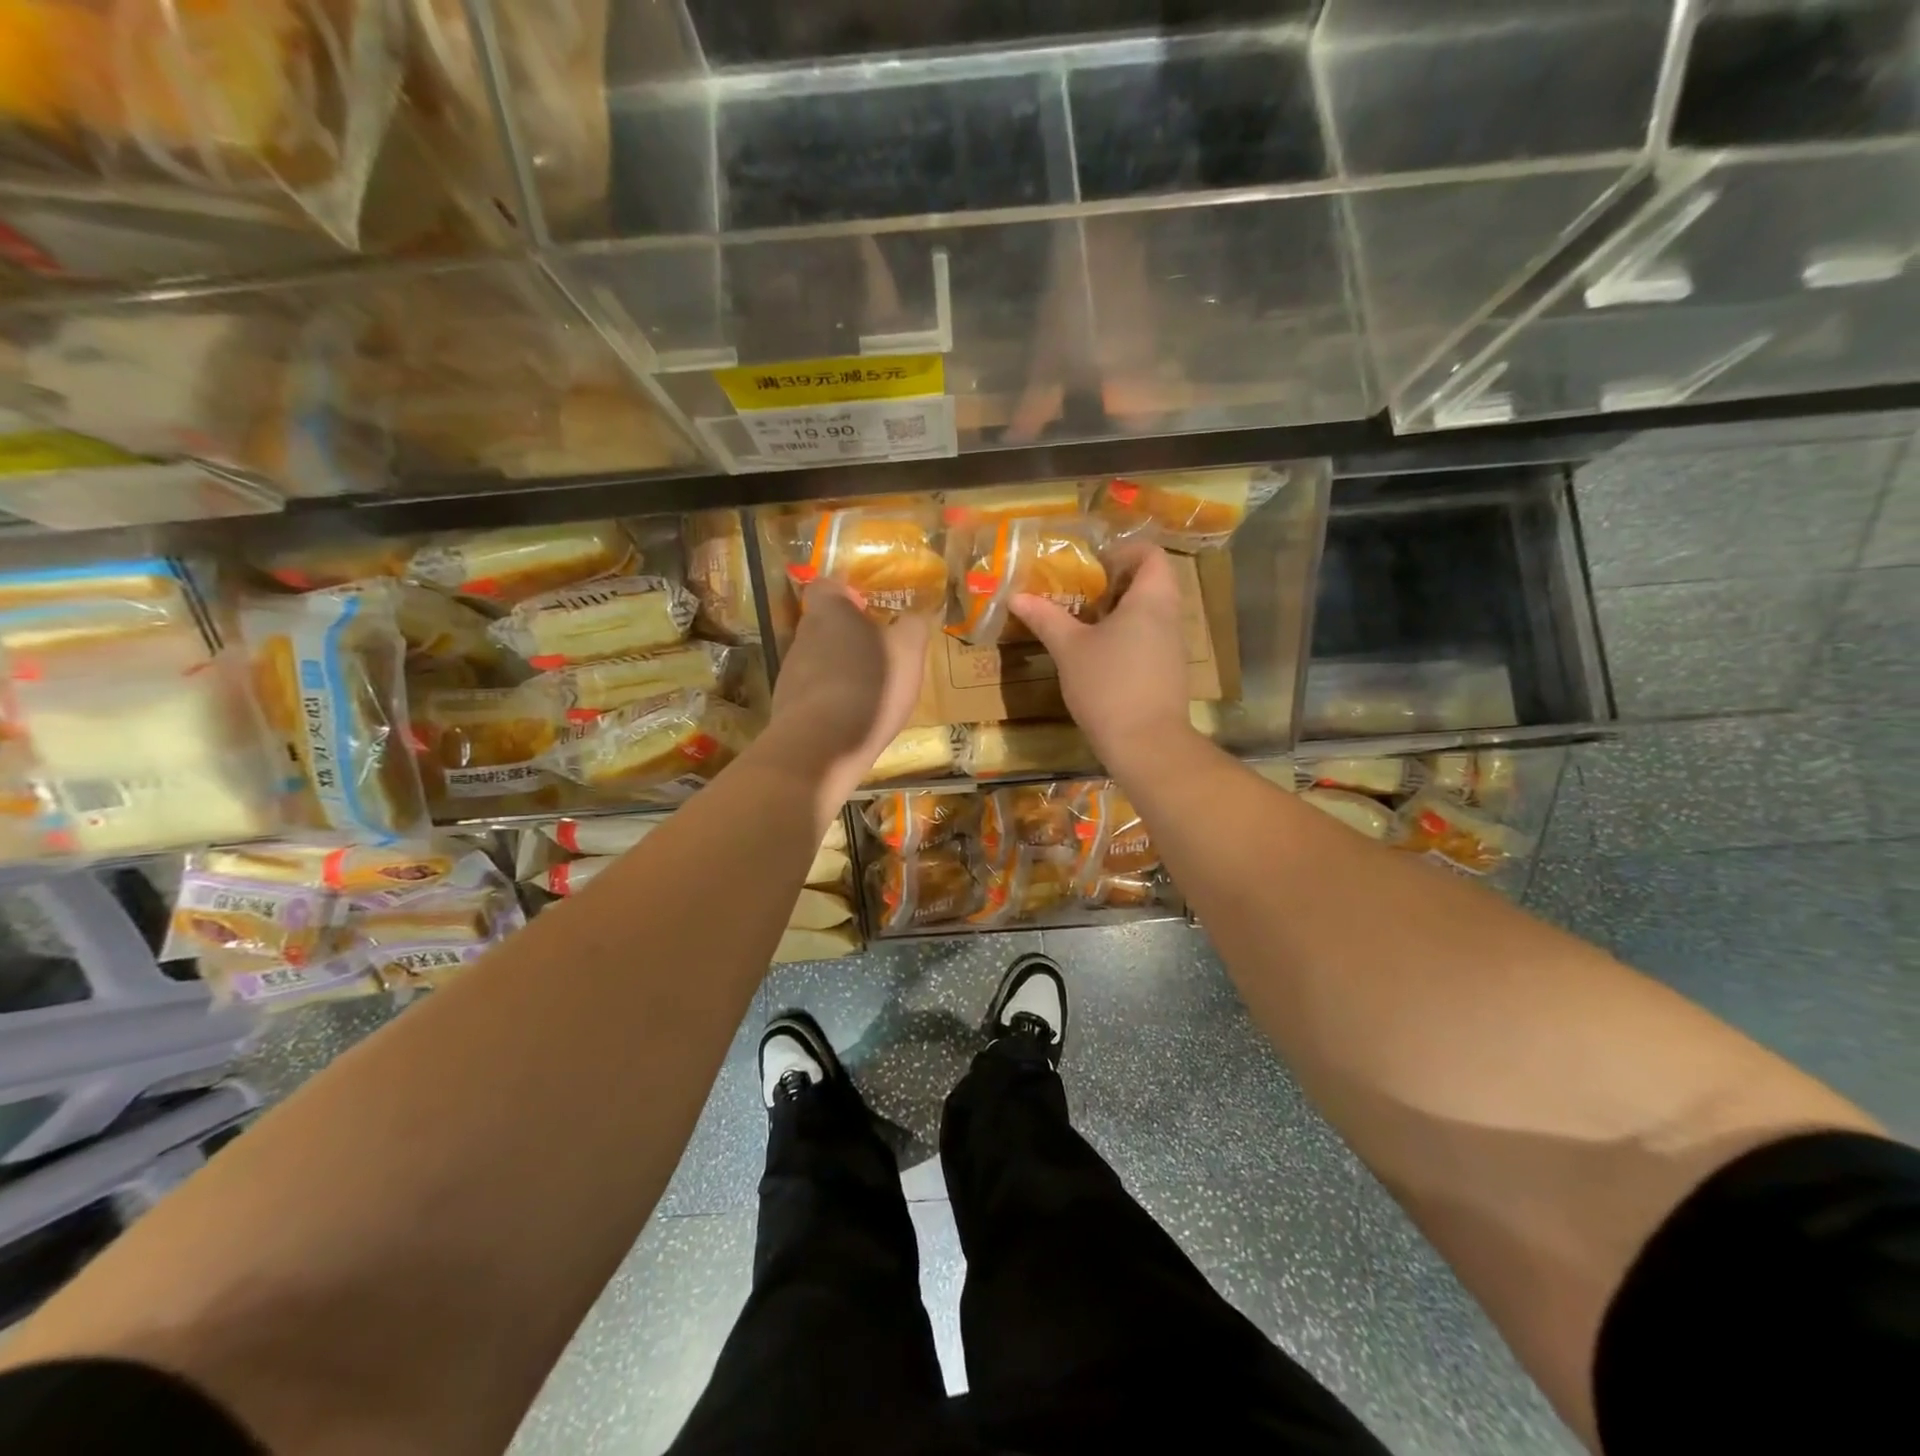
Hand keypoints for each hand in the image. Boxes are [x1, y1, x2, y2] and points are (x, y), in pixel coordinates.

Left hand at [768, 583, 929, 807]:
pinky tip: (853, 719)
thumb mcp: (908, 652)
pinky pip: (814, 694)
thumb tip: (914, 616)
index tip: (869, 609)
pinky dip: (832, 700)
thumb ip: (913, 626)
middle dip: (849, 636)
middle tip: (880, 653)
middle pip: (824, 625)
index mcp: (829, 612)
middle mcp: (803, 636)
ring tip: (871, 692)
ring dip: (841, 670)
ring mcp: (790, 673)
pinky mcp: (787, 707)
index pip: (828, 586)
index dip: (848, 594)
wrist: (821, 746)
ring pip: (819, 660)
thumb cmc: (869, 685)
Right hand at [1011, 544, 1190, 774]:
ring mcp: (1173, 647)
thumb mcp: (1069, 649)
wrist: (1146, 744)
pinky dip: (1128, 638)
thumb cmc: (1108, 685)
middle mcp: (1170, 617)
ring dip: (1120, 613)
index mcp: (1151, 599)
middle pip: (1151, 583)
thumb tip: (1017, 597)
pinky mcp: (1169, 673)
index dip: (1124, 552)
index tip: (1093, 566)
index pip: (1151, 554)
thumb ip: (1045, 618)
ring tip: (1084, 625)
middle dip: (1116, 584)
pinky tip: (1100, 657)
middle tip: (1080, 594)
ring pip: (1151, 614)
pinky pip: (1150, 640)